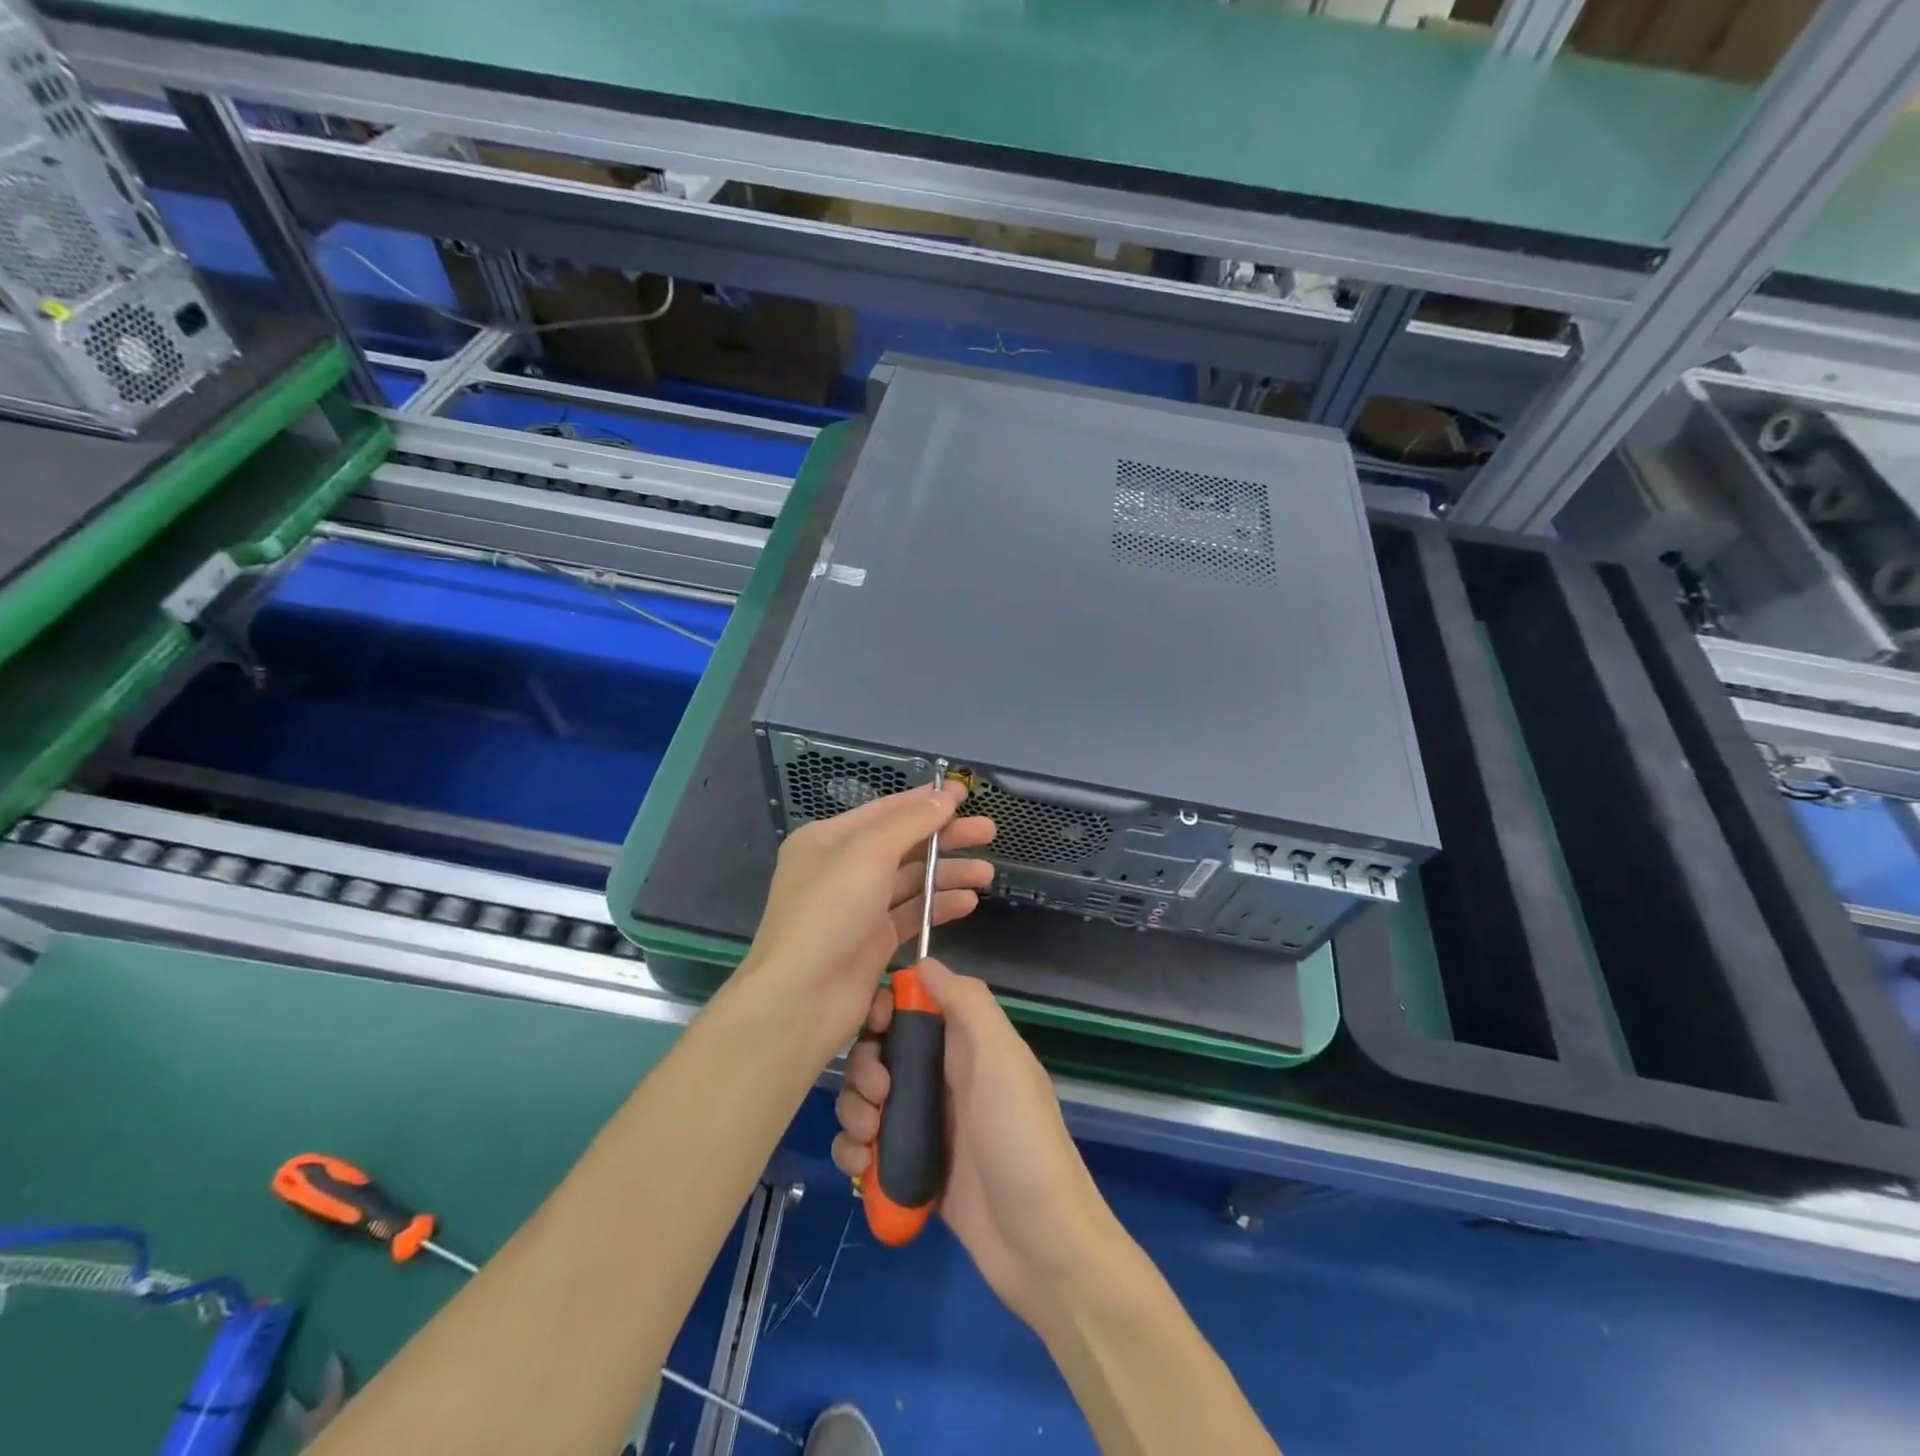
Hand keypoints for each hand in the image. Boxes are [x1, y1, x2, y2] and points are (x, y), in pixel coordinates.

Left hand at [740, 782, 994, 1045]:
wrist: (803, 997)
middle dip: (944, 838)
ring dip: (948, 874)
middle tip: (988, 831)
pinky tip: (968, 902)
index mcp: (827, 840)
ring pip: (911, 881)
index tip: (964, 793)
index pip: (884, 811)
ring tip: (986, 874)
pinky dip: (939, 906)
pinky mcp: (874, 941)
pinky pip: (912, 914)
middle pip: (902, 845)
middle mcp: (841, 869)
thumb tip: (944, 796)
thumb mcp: (869, 853)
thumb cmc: (830, 911)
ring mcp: (858, 907)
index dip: (925, 801)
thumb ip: (911, 822)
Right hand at [833, 959, 1127, 1329]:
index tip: (871, 1026)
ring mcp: (926, 1126)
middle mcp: (944, 1078)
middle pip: (881, 1053)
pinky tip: (860, 1167)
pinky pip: (867, 1148)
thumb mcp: (1003, 1057)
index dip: (884, 1009)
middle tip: (877, 1097)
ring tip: (867, 1141)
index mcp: (966, 1044)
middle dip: (863, 1069)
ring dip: (853, 1113)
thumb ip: (967, 1003)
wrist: (1040, 1245)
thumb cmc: (1020, 1138)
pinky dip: (854, 1153)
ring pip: (867, 1100)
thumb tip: (924, 961)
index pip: (912, 1007)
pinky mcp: (910, 1170)